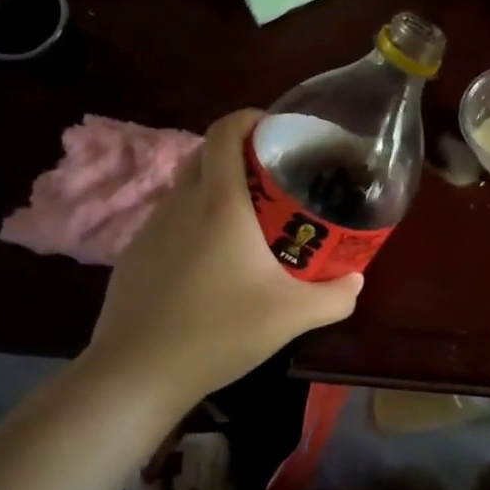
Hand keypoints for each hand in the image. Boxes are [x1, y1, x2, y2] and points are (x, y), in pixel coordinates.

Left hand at [88, 109, 362, 402]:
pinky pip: (170, 220)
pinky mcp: (134, 253)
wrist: (138, 371)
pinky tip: (210, 263)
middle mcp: (181, 203)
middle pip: (205, 153)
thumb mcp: (291, 317)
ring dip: (215, 189)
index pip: (225, 131)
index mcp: (220, 203)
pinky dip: (193, 221)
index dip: (250, 118)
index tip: (276, 130)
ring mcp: (151, 227)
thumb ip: (334, 297)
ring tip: (247, 222)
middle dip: (238, 154)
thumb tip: (355, 280)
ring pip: (185, 188)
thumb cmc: (218, 331)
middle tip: (273, 180)